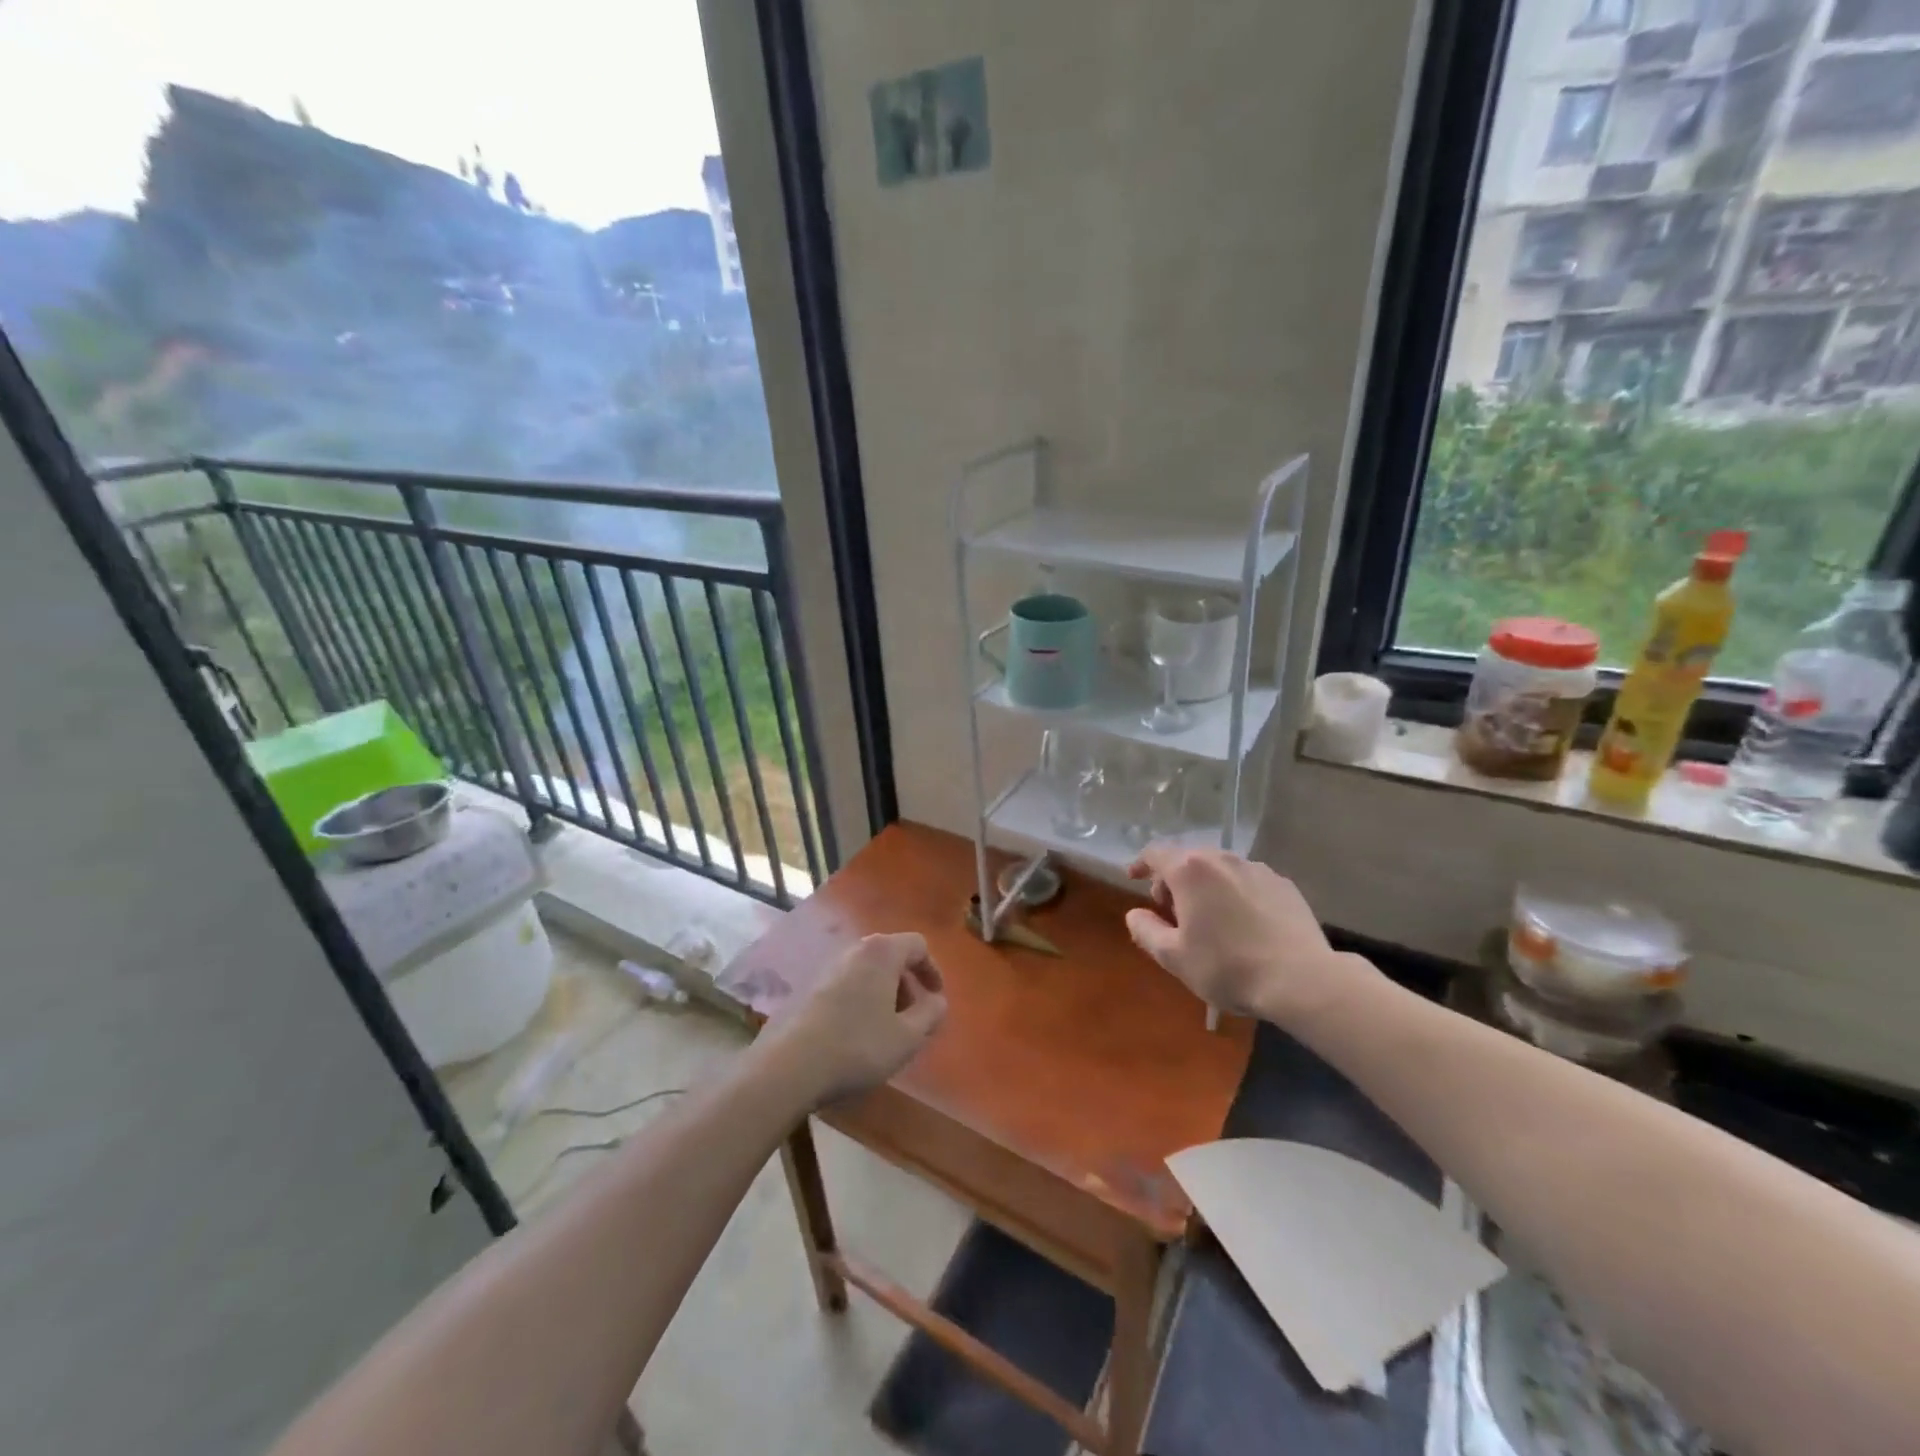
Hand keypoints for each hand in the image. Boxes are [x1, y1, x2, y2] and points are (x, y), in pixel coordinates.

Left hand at [761, 933, 947, 1106]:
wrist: (790, 1065)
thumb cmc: (858, 1046)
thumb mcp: (908, 1037)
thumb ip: (930, 1014)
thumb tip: (937, 1001)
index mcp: (881, 952)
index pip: (917, 945)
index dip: (932, 970)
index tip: (936, 999)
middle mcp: (854, 950)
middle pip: (891, 956)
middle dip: (907, 984)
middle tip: (912, 1017)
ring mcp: (827, 967)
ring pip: (867, 971)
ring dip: (883, 994)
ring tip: (885, 1030)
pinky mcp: (808, 988)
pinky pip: (846, 985)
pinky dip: (860, 1001)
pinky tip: (855, 1035)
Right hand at [1125, 844, 1369, 1024]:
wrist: (1301, 980)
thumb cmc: (1227, 967)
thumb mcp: (1174, 957)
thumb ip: (1146, 931)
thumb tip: (1134, 915)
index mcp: (1190, 870)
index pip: (1155, 853)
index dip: (1140, 863)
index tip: (1133, 878)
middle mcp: (1222, 859)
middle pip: (1188, 859)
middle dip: (1173, 880)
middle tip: (1171, 912)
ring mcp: (1257, 869)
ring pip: (1219, 869)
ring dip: (1205, 886)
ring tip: (1208, 919)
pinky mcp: (1283, 885)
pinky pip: (1247, 881)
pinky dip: (1235, 894)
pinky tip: (1242, 924)